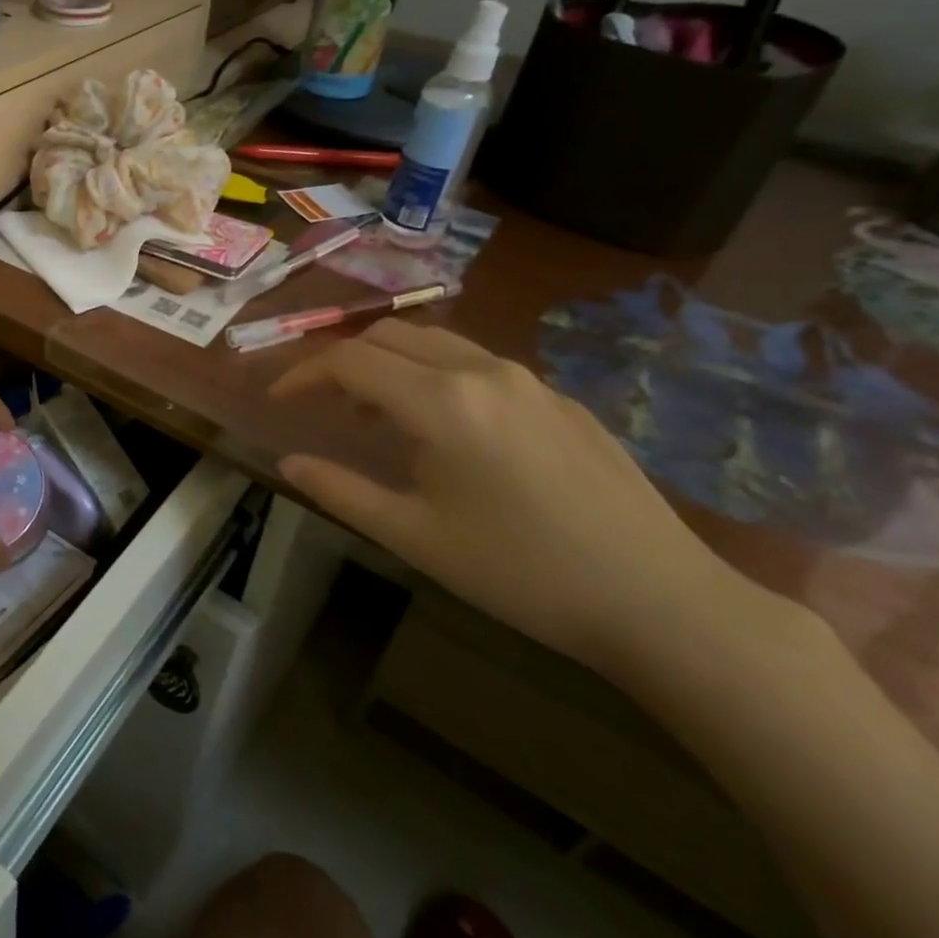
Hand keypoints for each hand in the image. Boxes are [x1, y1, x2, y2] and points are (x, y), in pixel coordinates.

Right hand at [270, 320, 733, 672]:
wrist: (660, 601)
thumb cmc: (520, 572)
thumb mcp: (414, 536)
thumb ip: (340, 490)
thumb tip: (289, 462)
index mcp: (442, 402)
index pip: (349, 361)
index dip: (303, 374)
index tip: (278, 399)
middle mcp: (483, 372)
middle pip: (390, 336)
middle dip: (343, 360)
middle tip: (322, 404)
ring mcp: (530, 381)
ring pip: (437, 343)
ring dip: (390, 364)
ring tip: (375, 415)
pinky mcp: (562, 400)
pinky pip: (479, 365)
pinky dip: (436, 376)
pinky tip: (446, 432)